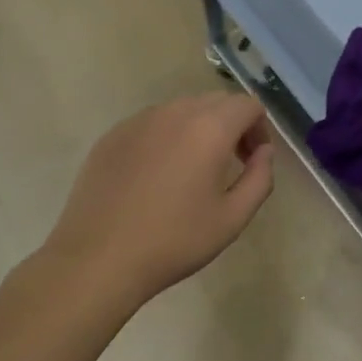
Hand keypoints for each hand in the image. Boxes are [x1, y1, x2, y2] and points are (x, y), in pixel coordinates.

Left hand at [40, 93, 274, 314]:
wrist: (98, 259)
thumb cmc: (174, 241)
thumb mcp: (233, 218)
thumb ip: (260, 178)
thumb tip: (263, 151)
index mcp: (210, 128)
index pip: (248, 105)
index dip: (259, 128)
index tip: (253, 159)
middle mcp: (176, 112)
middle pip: (217, 101)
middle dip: (232, 124)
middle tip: (230, 163)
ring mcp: (140, 120)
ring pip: (183, 109)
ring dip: (199, 128)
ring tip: (192, 169)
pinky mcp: (113, 134)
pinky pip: (152, 122)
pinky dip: (166, 137)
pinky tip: (156, 176)